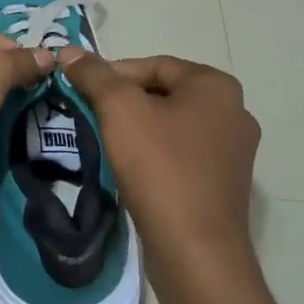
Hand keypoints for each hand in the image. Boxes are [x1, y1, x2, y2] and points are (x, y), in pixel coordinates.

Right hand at [58, 51, 261, 289]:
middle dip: (124, 102)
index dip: (112, 74)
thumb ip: (94, 75)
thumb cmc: (161, 168)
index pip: (154, 65)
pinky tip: (131, 170)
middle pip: (164, 94)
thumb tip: (69, 50)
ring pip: (171, 125)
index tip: (81, 91)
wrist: (196, 252)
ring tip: (105, 142)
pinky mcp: (224, 183)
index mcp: (217, 87)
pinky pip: (182, 155)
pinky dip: (155, 155)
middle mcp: (234, 112)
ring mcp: (233, 151)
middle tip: (90, 116)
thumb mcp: (120, 110)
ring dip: (137, 129)